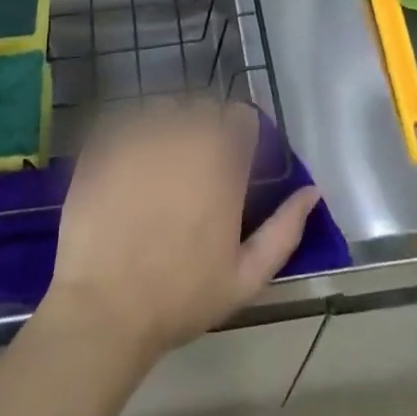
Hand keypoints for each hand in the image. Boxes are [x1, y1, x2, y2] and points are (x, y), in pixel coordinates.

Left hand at [43, 100, 320, 363]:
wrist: (105, 308)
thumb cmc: (181, 296)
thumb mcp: (246, 277)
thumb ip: (285, 230)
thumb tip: (313, 191)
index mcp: (222, 163)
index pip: (242, 117)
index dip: (241, 134)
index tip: (235, 158)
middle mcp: (184, 137)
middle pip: (203, 106)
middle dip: (206, 127)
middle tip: (196, 164)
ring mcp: (140, 136)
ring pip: (164, 107)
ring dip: (168, 124)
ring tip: (160, 160)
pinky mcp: (103, 143)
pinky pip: (125, 118)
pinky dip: (131, 131)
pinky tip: (128, 163)